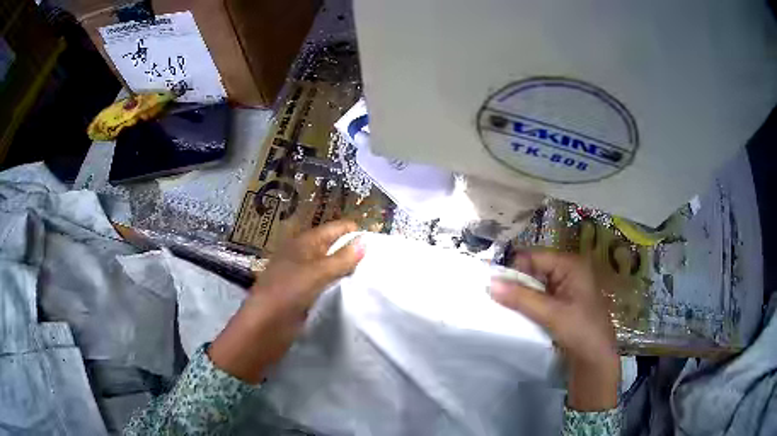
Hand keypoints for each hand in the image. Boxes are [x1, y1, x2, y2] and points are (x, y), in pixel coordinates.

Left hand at [209, 221, 364, 382]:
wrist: (263, 329)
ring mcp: (303, 277)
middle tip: (381, 263)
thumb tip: (365, 241)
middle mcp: (304, 256)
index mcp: (303, 243)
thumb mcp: (315, 273)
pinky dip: (340, 286)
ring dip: (348, 271)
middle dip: (354, 252)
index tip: (380, 244)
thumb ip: (341, 259)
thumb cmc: (286, 294)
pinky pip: (327, 286)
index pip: (335, 230)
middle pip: (334, 247)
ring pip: (332, 268)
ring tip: (374, 276)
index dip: (354, 233)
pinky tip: (356, 292)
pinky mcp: (305, 296)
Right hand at [490, 250, 619, 410]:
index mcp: (571, 264)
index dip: (514, 268)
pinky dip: (527, 303)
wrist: (596, 359)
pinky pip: (540, 296)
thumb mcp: (551, 313)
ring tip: (502, 305)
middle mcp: (569, 270)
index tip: (493, 285)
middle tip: (494, 296)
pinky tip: (516, 313)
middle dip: (515, 282)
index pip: (534, 256)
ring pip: (535, 284)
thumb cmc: (580, 331)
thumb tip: (490, 283)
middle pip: (534, 268)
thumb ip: (521, 298)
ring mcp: (566, 287)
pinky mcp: (563, 302)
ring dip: (520, 294)